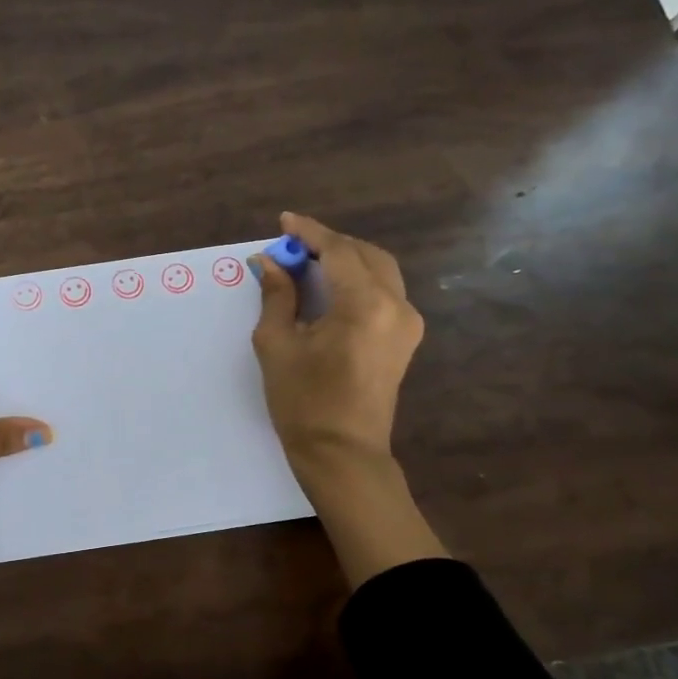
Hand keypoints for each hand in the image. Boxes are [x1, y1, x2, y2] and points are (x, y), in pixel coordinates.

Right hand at [250, 212, 446, 584]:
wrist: (343, 454)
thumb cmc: (303, 402)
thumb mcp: (277, 345)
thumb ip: (277, 296)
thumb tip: (270, 263)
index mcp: (364, 305)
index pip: (338, 251)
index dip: (309, 233)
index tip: (284, 223)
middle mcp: (396, 306)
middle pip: (365, 254)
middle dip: (329, 245)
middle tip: (293, 248)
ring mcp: (407, 323)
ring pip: (380, 270)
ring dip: (346, 260)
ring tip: (308, 265)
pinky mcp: (406, 339)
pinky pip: (385, 292)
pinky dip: (358, 280)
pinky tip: (330, 289)